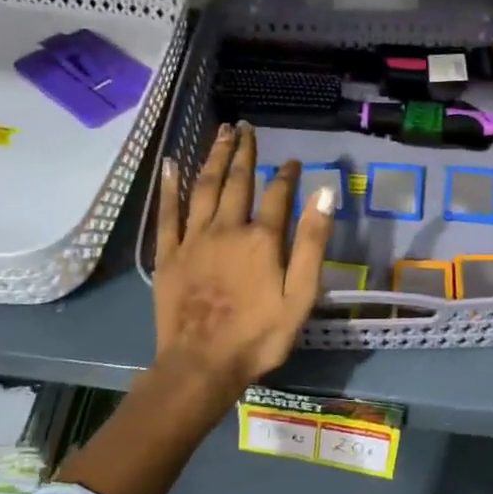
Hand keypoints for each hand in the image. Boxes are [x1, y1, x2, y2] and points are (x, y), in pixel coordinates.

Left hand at [154, 122, 335, 393]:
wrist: (202, 365)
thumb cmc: (259, 335)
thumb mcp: (301, 294)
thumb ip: (312, 242)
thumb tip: (324, 193)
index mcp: (261, 239)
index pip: (278, 195)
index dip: (287, 175)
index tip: (293, 161)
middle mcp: (227, 228)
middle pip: (237, 181)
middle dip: (243, 153)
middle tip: (245, 128)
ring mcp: (193, 240)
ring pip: (204, 188)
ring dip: (213, 158)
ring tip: (220, 133)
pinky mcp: (169, 255)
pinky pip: (168, 213)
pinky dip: (169, 187)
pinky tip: (170, 164)